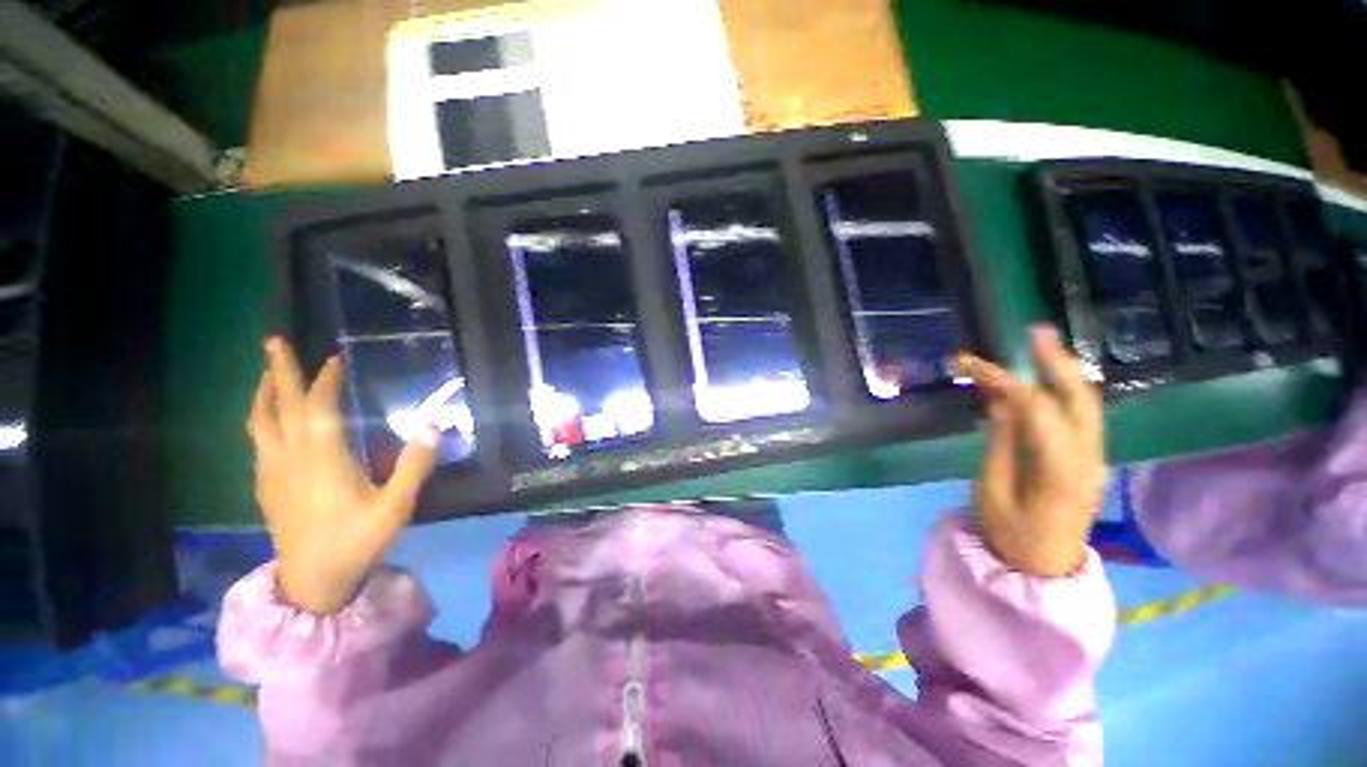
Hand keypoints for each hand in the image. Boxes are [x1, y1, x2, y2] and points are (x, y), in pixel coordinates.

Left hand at [247, 337, 439, 613]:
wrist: (312, 583)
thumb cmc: (357, 542)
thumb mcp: (395, 507)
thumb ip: (414, 466)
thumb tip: (434, 425)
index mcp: (322, 460)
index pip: (319, 408)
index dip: (325, 380)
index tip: (335, 358)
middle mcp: (291, 459)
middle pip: (279, 406)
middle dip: (277, 371)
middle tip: (273, 340)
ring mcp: (272, 473)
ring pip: (260, 423)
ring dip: (263, 393)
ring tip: (267, 374)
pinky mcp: (266, 487)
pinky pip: (258, 441)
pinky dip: (262, 419)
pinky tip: (270, 421)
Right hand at [958, 326, 1106, 577]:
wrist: (1044, 570)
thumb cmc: (1010, 534)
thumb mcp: (992, 489)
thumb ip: (999, 442)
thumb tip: (999, 402)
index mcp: (1058, 467)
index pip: (1032, 406)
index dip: (1000, 379)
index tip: (967, 364)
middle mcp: (1088, 456)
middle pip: (1079, 397)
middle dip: (1057, 361)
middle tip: (1035, 332)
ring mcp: (1096, 459)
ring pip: (1088, 404)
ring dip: (1066, 371)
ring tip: (1044, 345)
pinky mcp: (1091, 461)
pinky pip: (1082, 417)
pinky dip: (1066, 392)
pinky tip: (1050, 379)